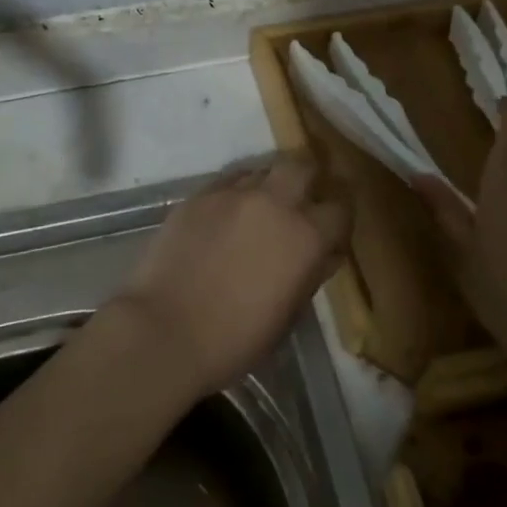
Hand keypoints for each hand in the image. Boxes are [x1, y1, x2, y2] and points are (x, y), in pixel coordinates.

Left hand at [110, 157, 349, 397]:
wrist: (165, 331)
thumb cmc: (234, 340)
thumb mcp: (288, 316)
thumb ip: (311, 276)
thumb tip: (323, 254)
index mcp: (306, 237)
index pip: (341, 207)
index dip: (340, 216)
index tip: (333, 226)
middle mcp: (275, 202)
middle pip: (302, 166)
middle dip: (308, 179)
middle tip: (301, 200)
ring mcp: (234, 193)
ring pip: (263, 168)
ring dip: (270, 184)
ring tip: (261, 207)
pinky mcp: (200, 194)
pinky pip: (229, 180)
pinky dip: (237, 190)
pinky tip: (228, 212)